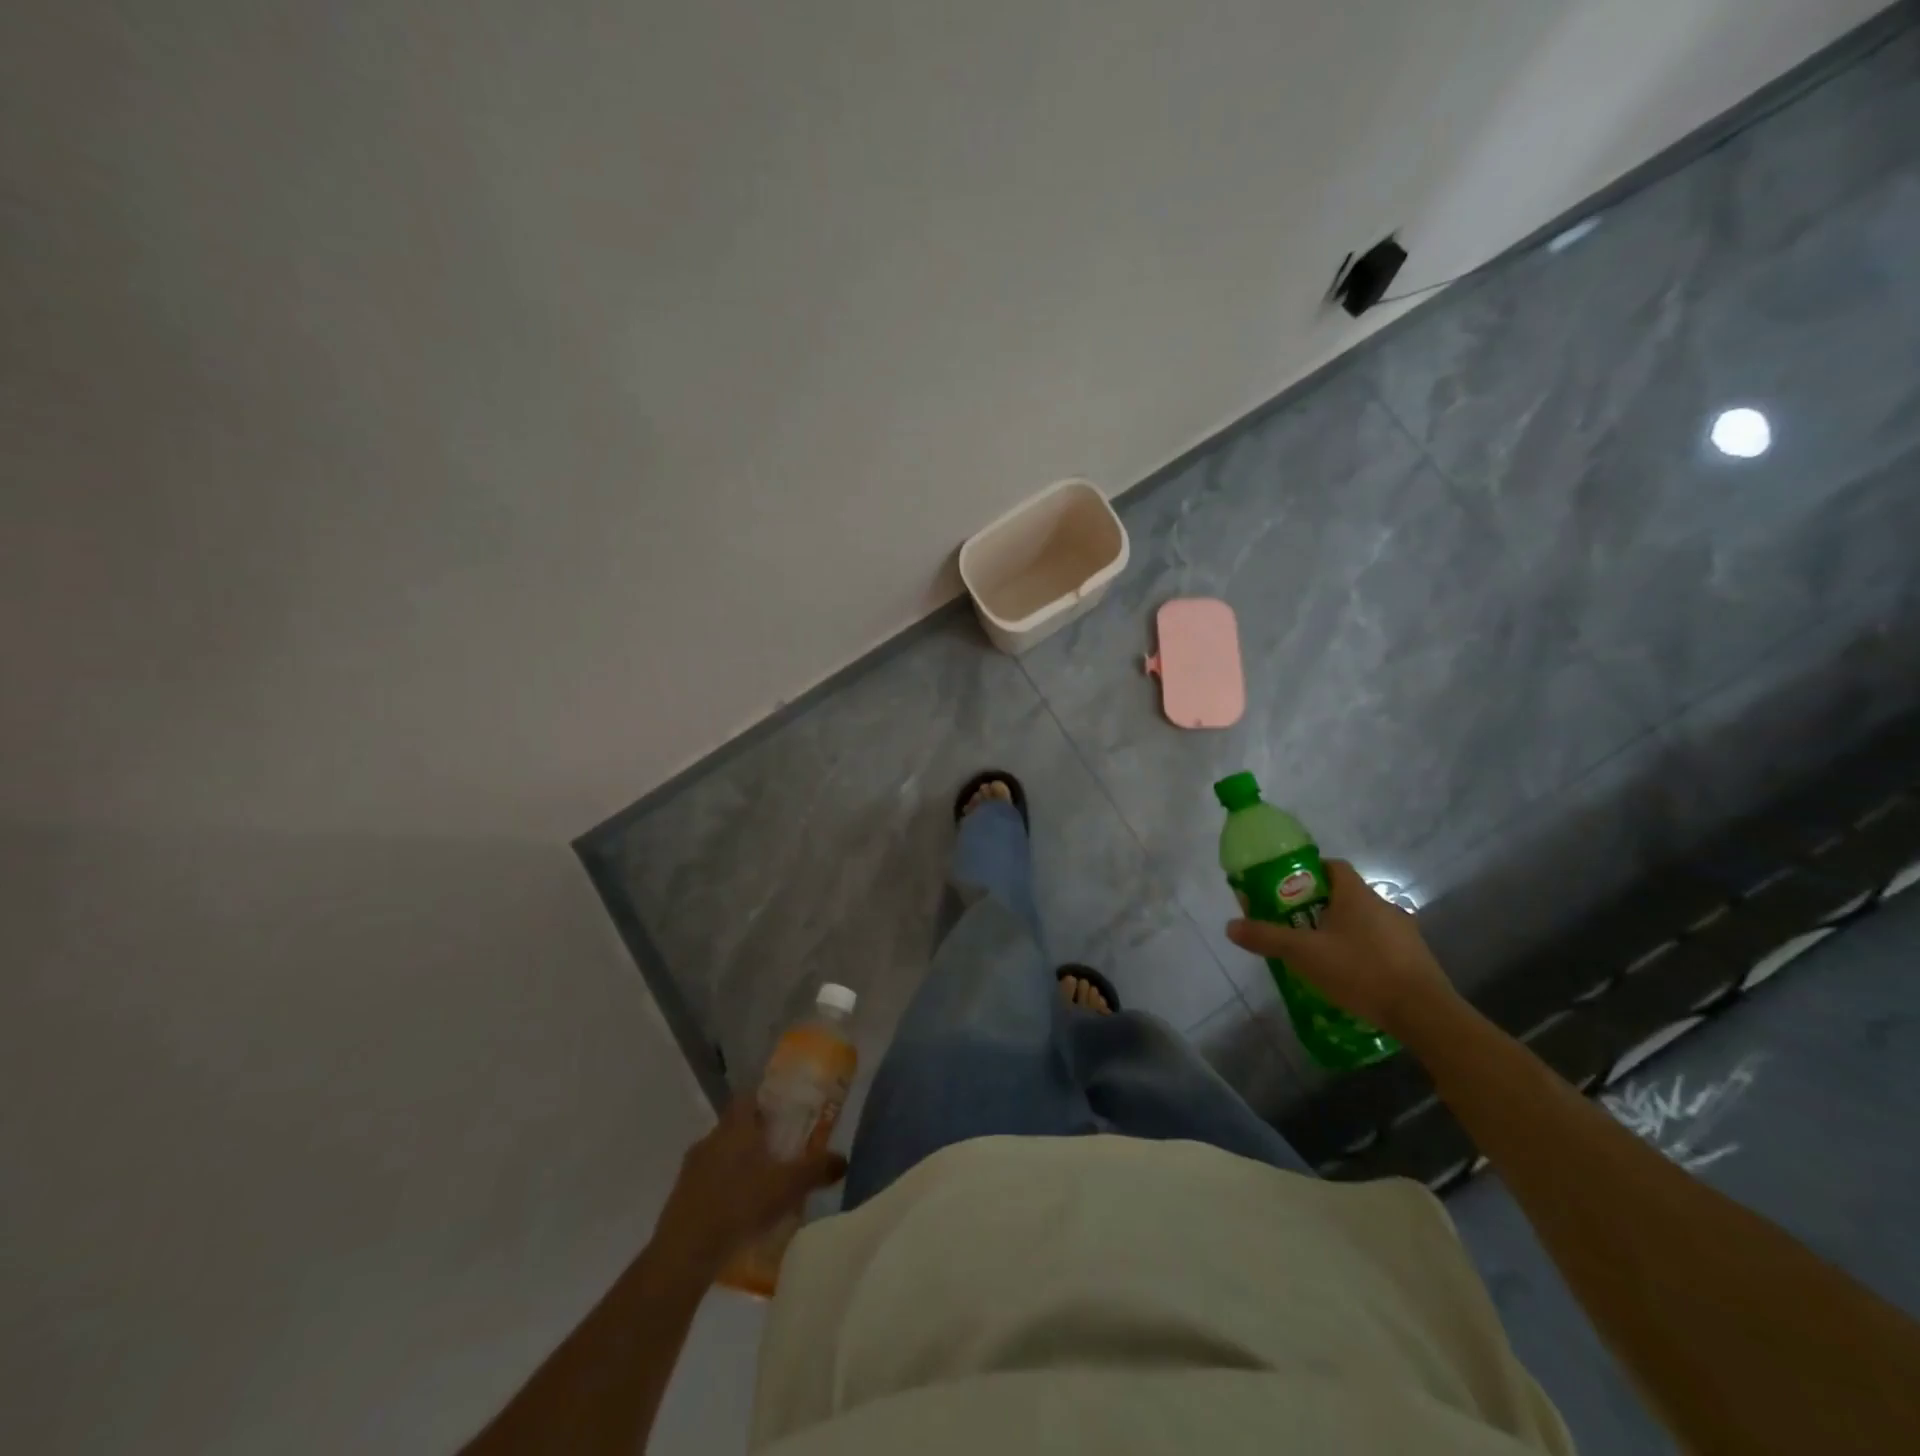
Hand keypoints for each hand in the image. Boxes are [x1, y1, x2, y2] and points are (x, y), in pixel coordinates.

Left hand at [651, 1097, 848, 1275]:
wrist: (684, 1253)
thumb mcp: (788, 1186)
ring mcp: (691, 1169)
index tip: (783, 1112)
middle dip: (756, 1136)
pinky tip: (738, 1214)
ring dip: (738, 1166)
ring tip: (761, 1187)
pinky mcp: (680, 1198)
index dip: (764, 1100)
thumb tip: (844, 1159)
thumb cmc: (739, 1204)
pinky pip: (708, 1183)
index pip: (747, 1096)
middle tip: (780, 1151)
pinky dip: (723, 1191)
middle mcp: (711, 1139)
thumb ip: (817, 1169)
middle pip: (736, 1127)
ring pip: (720, 1156)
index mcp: (735, 1126)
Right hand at [1226, 858, 1459, 1040]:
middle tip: (1294, 926)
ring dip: (1340, 933)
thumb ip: (1267, 937)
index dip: (1309, 873)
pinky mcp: (1415, 960)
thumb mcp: (1303, 954)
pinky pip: (1379, 946)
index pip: (1332, 866)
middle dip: (1318, 907)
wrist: (1424, 1013)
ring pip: (1362, 923)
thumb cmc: (1360, 970)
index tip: (1288, 890)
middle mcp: (1382, 905)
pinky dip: (1361, 954)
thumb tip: (1230, 925)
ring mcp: (1403, 933)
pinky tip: (1348, 977)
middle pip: (1344, 896)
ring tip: (1318, 956)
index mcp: (1356, 894)